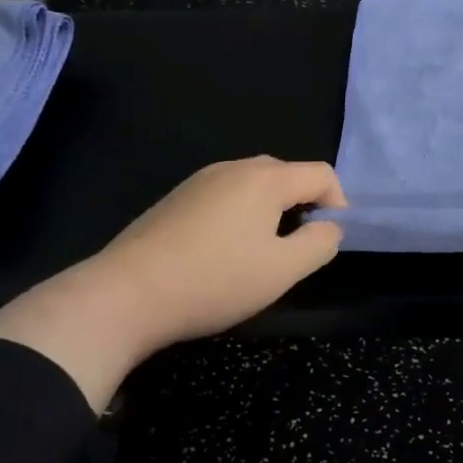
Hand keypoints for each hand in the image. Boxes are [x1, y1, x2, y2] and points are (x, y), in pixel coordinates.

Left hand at [0, 157, 345, 409]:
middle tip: (296, 249)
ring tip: (260, 252)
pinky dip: (240, 213)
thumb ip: (319, 244)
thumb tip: (329, 227)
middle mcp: (234, 167)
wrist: (124, 295)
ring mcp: (200, 180)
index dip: (337, 203)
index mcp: (265, 178)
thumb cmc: (214, 281)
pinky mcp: (176, 197)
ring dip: (271, 210)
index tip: (327, 241)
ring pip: (254, 184)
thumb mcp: (282, 271)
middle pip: (287, 174)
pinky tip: (222, 251)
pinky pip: (225, 194)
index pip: (321, 173)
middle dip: (303, 205)